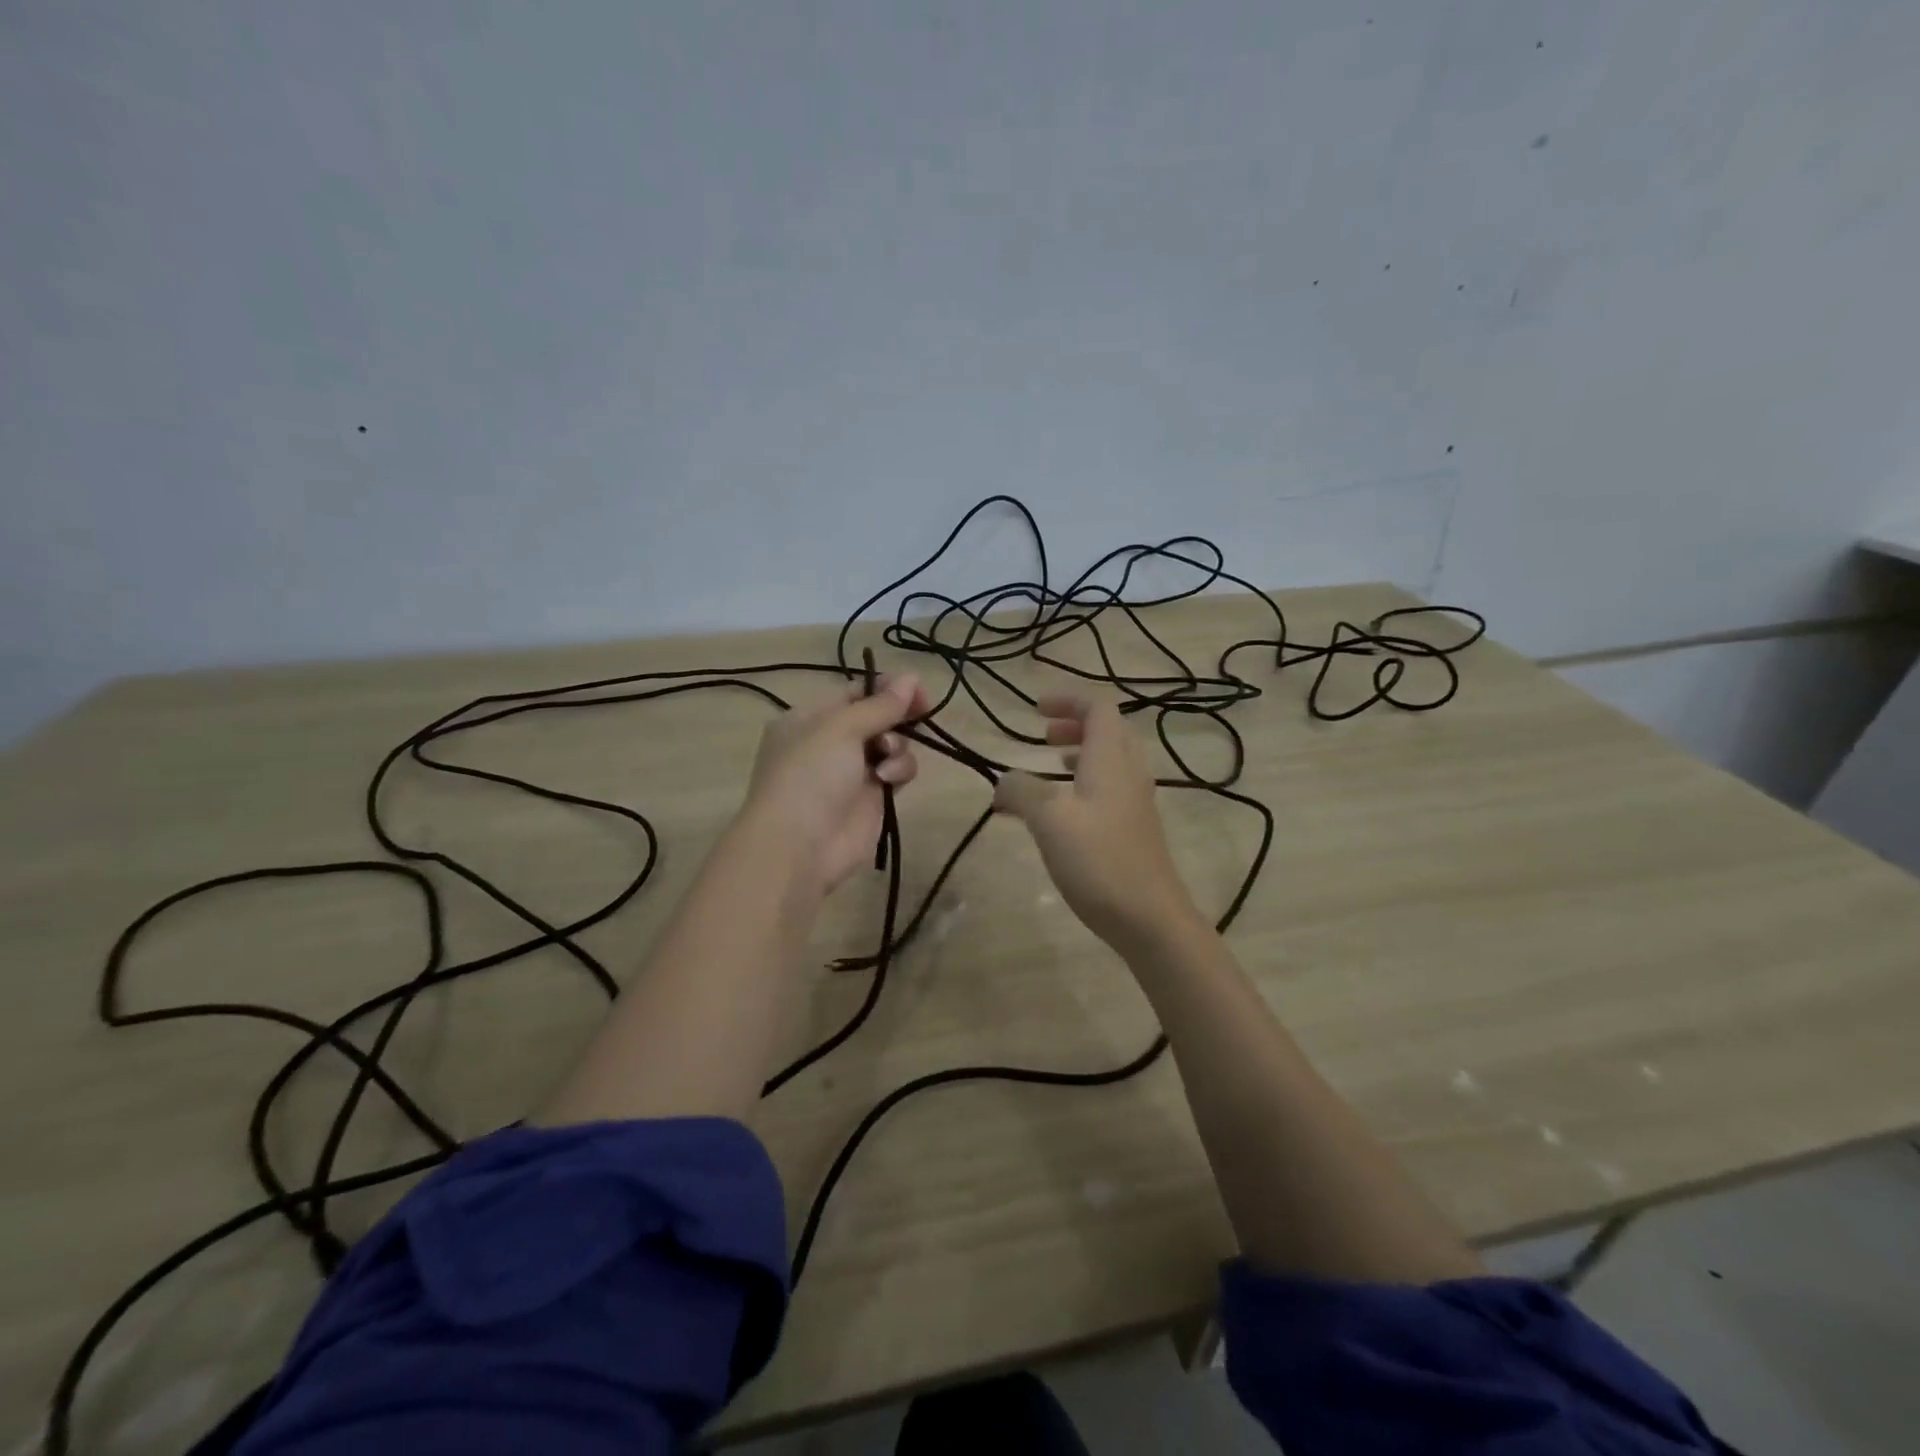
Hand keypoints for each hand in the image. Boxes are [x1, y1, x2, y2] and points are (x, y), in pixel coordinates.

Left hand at [739, 673, 928, 893]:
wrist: (800, 846)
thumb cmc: (810, 775)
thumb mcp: (840, 728)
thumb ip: (880, 704)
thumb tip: (913, 677)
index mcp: (809, 719)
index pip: (854, 693)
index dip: (886, 688)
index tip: (916, 689)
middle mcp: (829, 743)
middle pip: (877, 717)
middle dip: (898, 715)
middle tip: (922, 711)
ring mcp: (851, 772)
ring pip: (891, 744)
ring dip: (897, 745)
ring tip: (887, 756)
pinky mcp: (872, 798)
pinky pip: (896, 772)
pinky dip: (898, 770)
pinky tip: (889, 780)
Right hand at [993, 695, 1202, 950]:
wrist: (1150, 918)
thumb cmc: (1099, 861)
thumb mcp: (1049, 820)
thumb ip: (1021, 791)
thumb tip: (1003, 782)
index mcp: (1111, 759)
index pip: (1098, 707)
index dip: (1067, 700)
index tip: (1035, 710)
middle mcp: (1129, 772)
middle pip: (1109, 729)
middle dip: (1074, 724)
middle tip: (1043, 736)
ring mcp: (1136, 801)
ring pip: (1111, 759)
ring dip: (1081, 752)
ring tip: (1051, 766)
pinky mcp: (1135, 828)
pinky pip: (1110, 787)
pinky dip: (1085, 782)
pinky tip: (1064, 810)